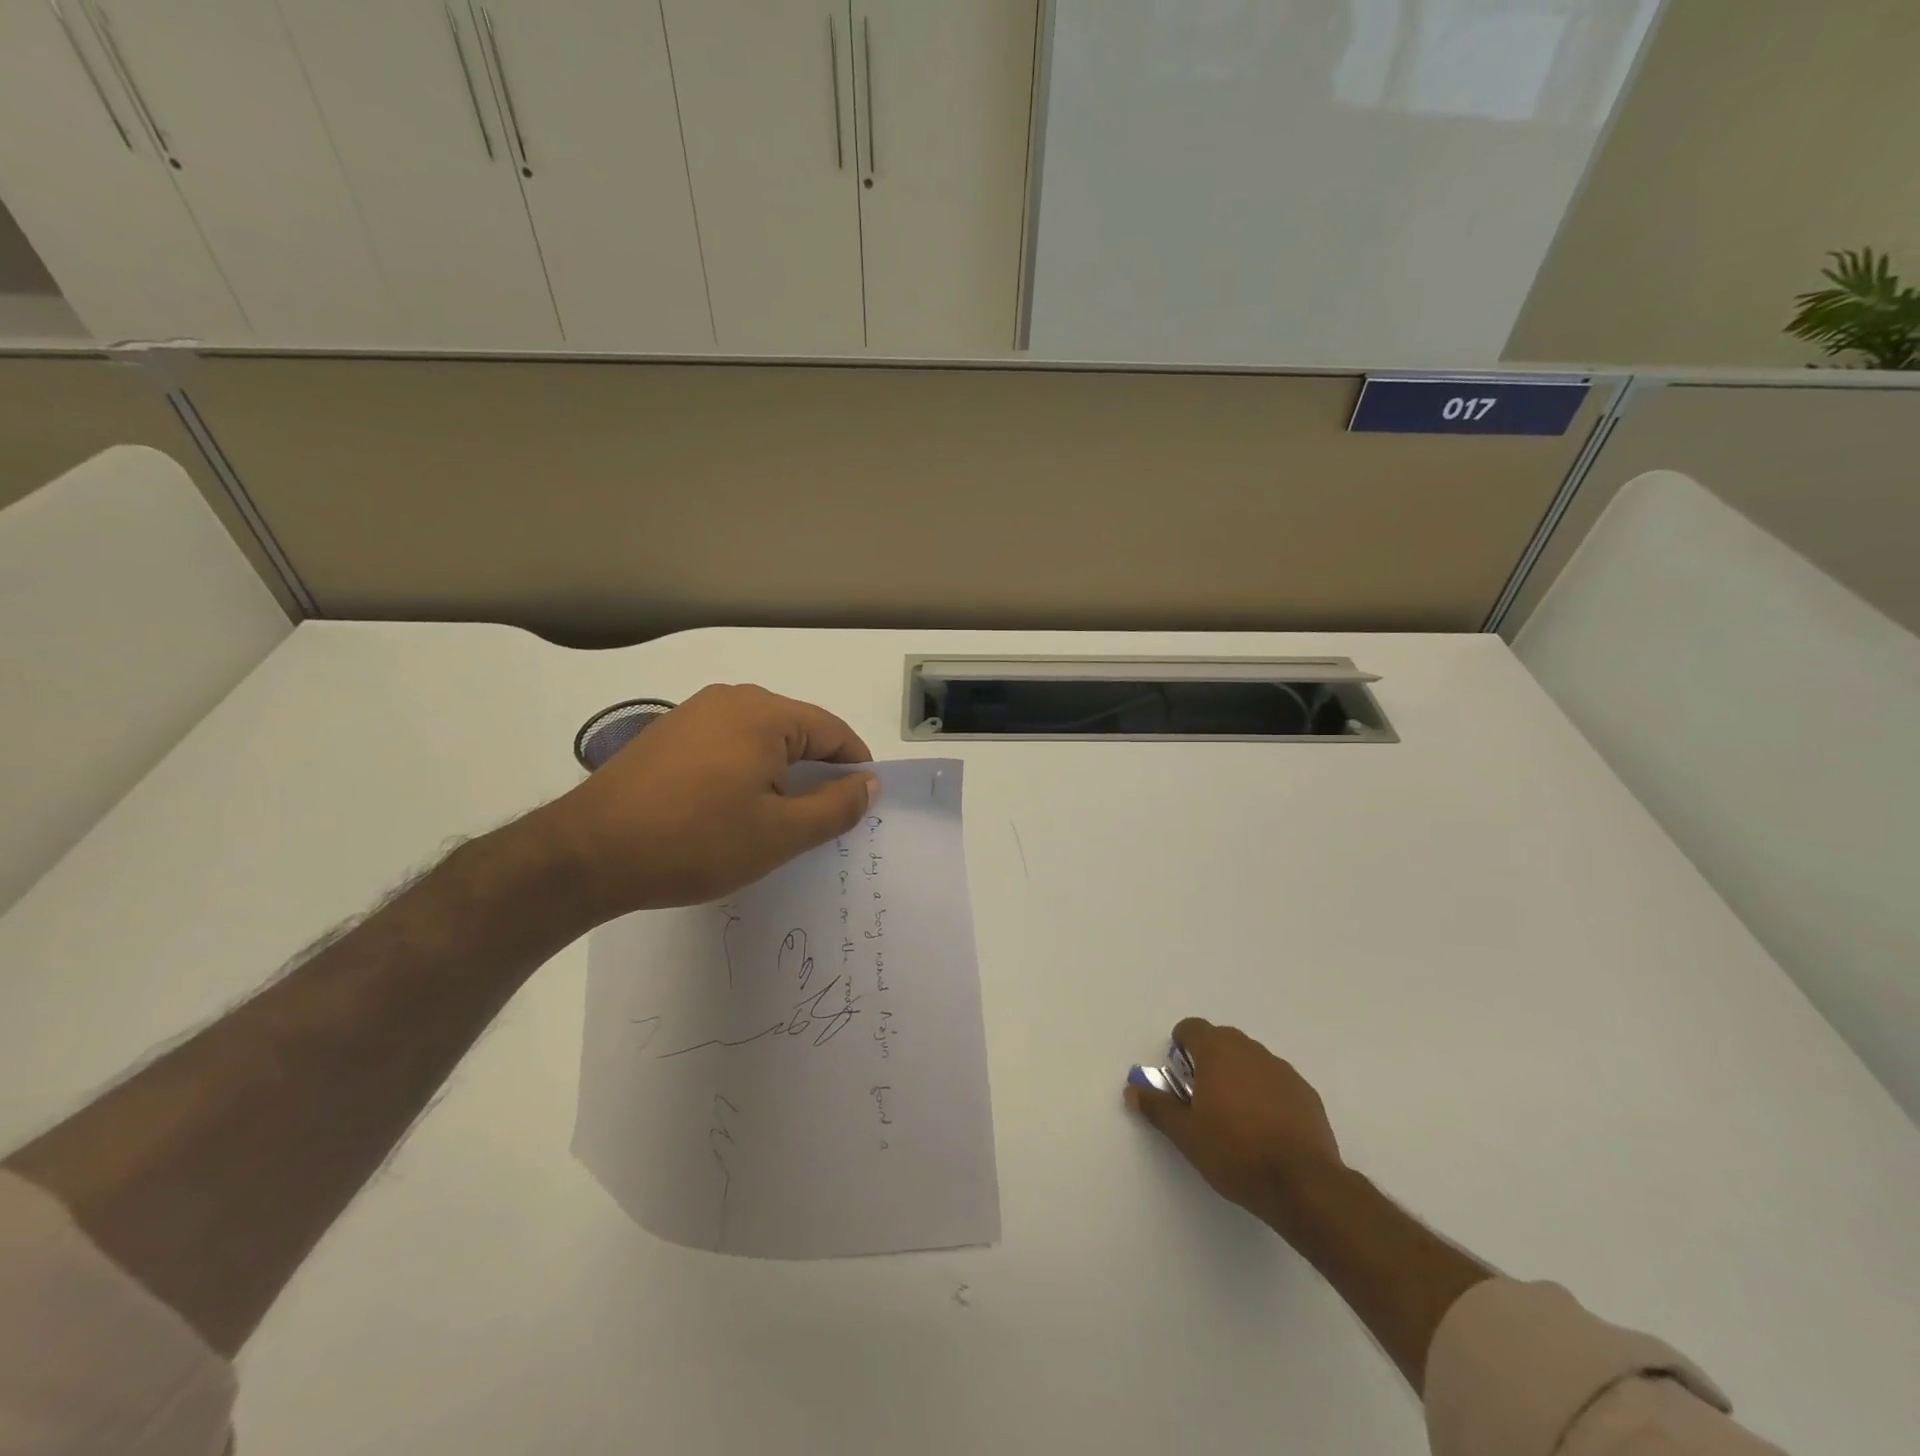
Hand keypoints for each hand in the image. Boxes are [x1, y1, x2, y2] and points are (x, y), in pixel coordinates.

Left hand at [538, 684, 876, 918]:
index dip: (855, 768)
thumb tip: (869, 783)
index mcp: (764, 713)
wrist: (587, 854)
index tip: (860, 806)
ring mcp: (692, 713)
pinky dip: (744, 772)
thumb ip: (836, 806)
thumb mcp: (780, 833)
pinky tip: (731, 810)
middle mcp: (730, 699)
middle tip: (818, 822)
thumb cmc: (696, 841)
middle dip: (815, 773)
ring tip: (775, 821)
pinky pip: (726, 746)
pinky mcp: (666, 734)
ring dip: (778, 775)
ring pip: (760, 740)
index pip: (833, 731)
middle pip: (796, 731)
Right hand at [1126, 1018, 1342, 1227]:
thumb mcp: (1186, 1135)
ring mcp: (1282, 1070)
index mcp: (1217, 1051)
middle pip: (1221, 1041)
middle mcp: (1250, 1050)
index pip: (1191, 1028)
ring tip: (1236, 1118)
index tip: (1180, 1079)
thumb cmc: (1235, 1152)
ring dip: (1238, 1077)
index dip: (1180, 1048)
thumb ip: (1158, 1107)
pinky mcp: (1306, 1093)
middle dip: (1208, 1062)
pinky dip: (1266, 1095)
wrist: (1303, 1184)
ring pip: (1250, 1061)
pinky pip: (1276, 1082)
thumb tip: (1132, 1089)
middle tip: (1203, 1100)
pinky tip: (1266, 1130)